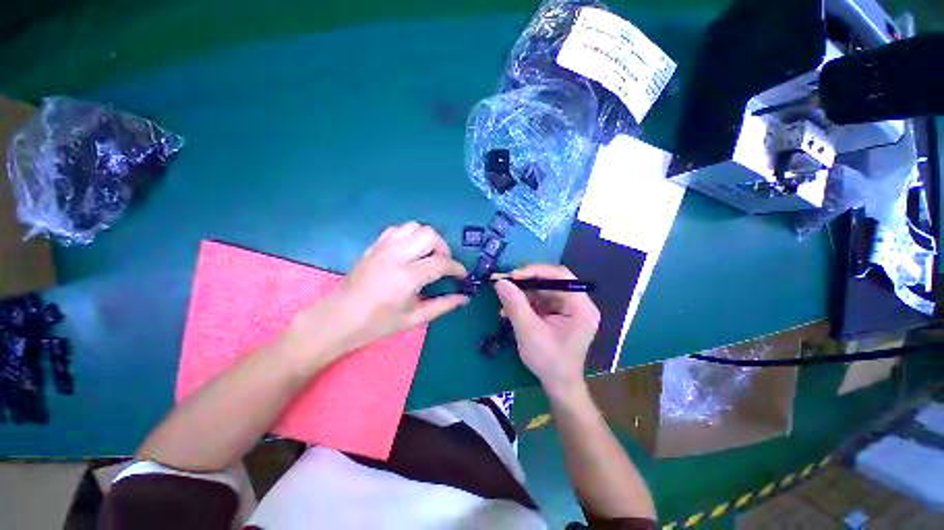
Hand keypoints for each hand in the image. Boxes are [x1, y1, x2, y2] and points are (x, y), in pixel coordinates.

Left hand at [289, 222, 467, 366]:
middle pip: (430, 235)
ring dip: (427, 239)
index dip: (457, 268)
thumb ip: (443, 305)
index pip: (442, 263)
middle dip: (443, 248)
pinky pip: (398, 229)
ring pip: (415, 227)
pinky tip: (410, 251)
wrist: (340, 318)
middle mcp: (396, 256)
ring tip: (427, 255)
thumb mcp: (415, 318)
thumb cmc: (378, 323)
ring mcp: (383, 247)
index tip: (462, 276)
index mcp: (408, 277)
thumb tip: (464, 298)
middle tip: (443, 264)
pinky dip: (410, 236)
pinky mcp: (375, 245)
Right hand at [494, 264, 599, 395]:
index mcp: (580, 306)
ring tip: (502, 306)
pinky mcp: (557, 315)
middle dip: (524, 285)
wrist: (557, 386)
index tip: (513, 276)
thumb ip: (515, 303)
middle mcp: (577, 303)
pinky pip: (538, 302)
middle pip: (549, 282)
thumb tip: (500, 282)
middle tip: (503, 285)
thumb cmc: (549, 360)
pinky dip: (523, 305)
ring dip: (520, 296)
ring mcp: (567, 309)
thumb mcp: (529, 330)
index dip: (536, 271)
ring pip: (541, 291)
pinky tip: (508, 312)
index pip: (560, 275)